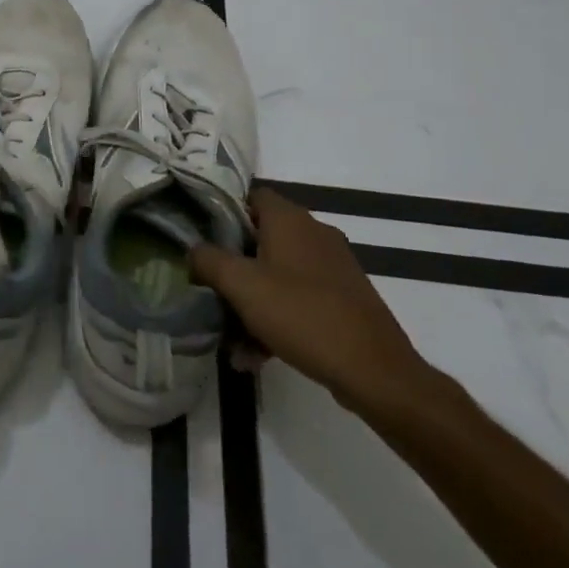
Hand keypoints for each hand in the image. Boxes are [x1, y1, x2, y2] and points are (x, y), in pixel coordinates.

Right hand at [191, 188, 430, 411]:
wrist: (375, 371)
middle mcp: (314, 233)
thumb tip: (192, 250)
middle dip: (233, 268)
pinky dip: (276, 319)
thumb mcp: (241, 285)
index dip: (222, 213)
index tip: (201, 238)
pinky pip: (298, 299)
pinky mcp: (344, 299)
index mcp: (290, 219)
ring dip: (251, 302)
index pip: (250, 196)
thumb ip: (208, 260)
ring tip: (231, 340)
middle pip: (260, 239)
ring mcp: (333, 267)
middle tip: (211, 291)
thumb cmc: (302, 315)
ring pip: (277, 274)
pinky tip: (257, 356)